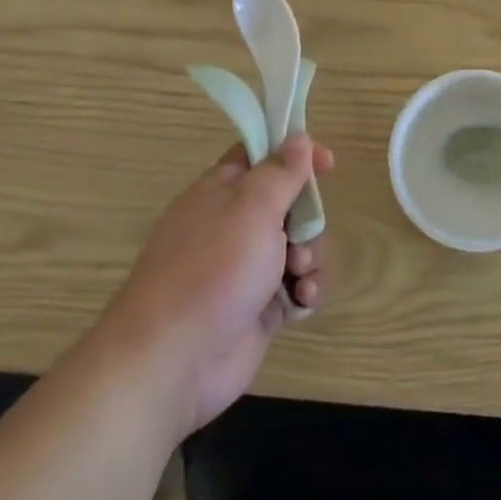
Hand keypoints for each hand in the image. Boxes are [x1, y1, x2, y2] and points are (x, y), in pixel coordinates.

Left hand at [109, 136, 334, 439]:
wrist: (173, 360)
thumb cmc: (214, 268)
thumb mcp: (253, 207)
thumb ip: (281, 171)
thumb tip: (298, 138)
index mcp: (222, 191)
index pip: (262, 155)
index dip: (295, 153)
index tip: (327, 164)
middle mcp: (233, 225)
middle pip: (287, 203)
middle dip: (308, 218)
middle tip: (302, 235)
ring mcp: (244, 269)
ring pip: (296, 246)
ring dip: (310, 256)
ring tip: (300, 275)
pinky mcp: (257, 308)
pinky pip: (294, 287)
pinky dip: (305, 290)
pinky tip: (304, 300)